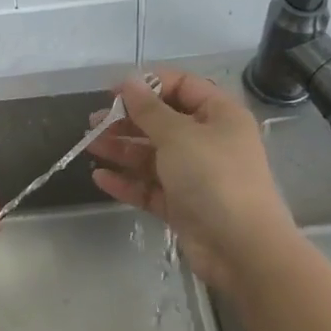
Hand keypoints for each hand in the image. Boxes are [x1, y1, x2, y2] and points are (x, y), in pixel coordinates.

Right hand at [87, 68, 293, 287]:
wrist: (241, 248)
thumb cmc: (213, 177)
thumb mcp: (178, 135)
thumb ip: (149, 109)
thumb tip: (130, 82)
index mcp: (219, 116)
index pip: (182, 87)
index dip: (148, 85)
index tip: (113, 93)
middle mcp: (209, 141)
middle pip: (163, 122)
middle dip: (127, 120)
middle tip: (94, 122)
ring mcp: (195, 176)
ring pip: (152, 156)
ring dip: (121, 149)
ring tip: (89, 146)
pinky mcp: (182, 205)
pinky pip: (150, 187)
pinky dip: (127, 182)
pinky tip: (100, 178)